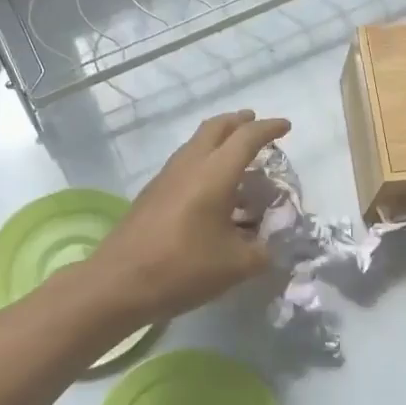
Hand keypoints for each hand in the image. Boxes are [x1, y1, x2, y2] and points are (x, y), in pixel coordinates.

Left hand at [88, 111, 291, 322]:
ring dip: (218, 140)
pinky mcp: (152, 193)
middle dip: (238, 122)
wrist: (119, 283)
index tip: (285, 127)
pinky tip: (210, 188)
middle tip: (255, 124)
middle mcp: (189, 165)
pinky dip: (203, 161)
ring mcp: (166, 177)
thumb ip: (261, 252)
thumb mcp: (236, 266)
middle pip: (215, 128)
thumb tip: (269, 247)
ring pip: (195, 143)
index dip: (268, 129)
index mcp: (214, 174)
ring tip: (235, 154)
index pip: (246, 138)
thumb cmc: (183, 268)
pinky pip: (184, 163)